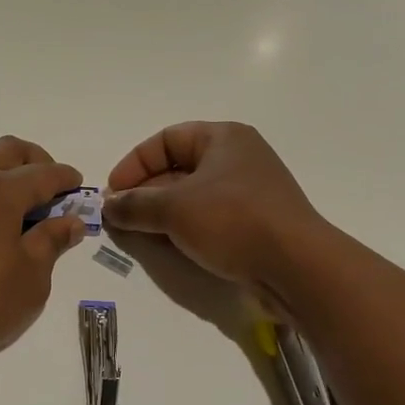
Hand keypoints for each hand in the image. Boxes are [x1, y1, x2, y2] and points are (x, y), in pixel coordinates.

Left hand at [0, 136, 89, 368]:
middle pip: (6, 150)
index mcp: (0, 191)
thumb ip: (51, 242)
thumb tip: (70, 221)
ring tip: (5, 185)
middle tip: (49, 184)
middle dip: (34, 159)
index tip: (78, 185)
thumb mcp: (30, 279)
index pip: (42, 174)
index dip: (65, 178)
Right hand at [104, 122, 326, 302]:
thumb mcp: (174, 209)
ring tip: (139, 234)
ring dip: (162, 214)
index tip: (113, 192)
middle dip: (145, 192)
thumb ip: (135, 205)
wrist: (296, 266)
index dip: (134, 164)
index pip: (166, 139)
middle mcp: (238, 158)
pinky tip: (169, 247)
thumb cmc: (233, 221)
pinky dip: (185, 228)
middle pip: (178, 168)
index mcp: (223, 138)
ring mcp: (250, 192)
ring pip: (192, 196)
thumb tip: (108, 206)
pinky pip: (210, 218)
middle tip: (121, 217)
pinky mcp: (255, 222)